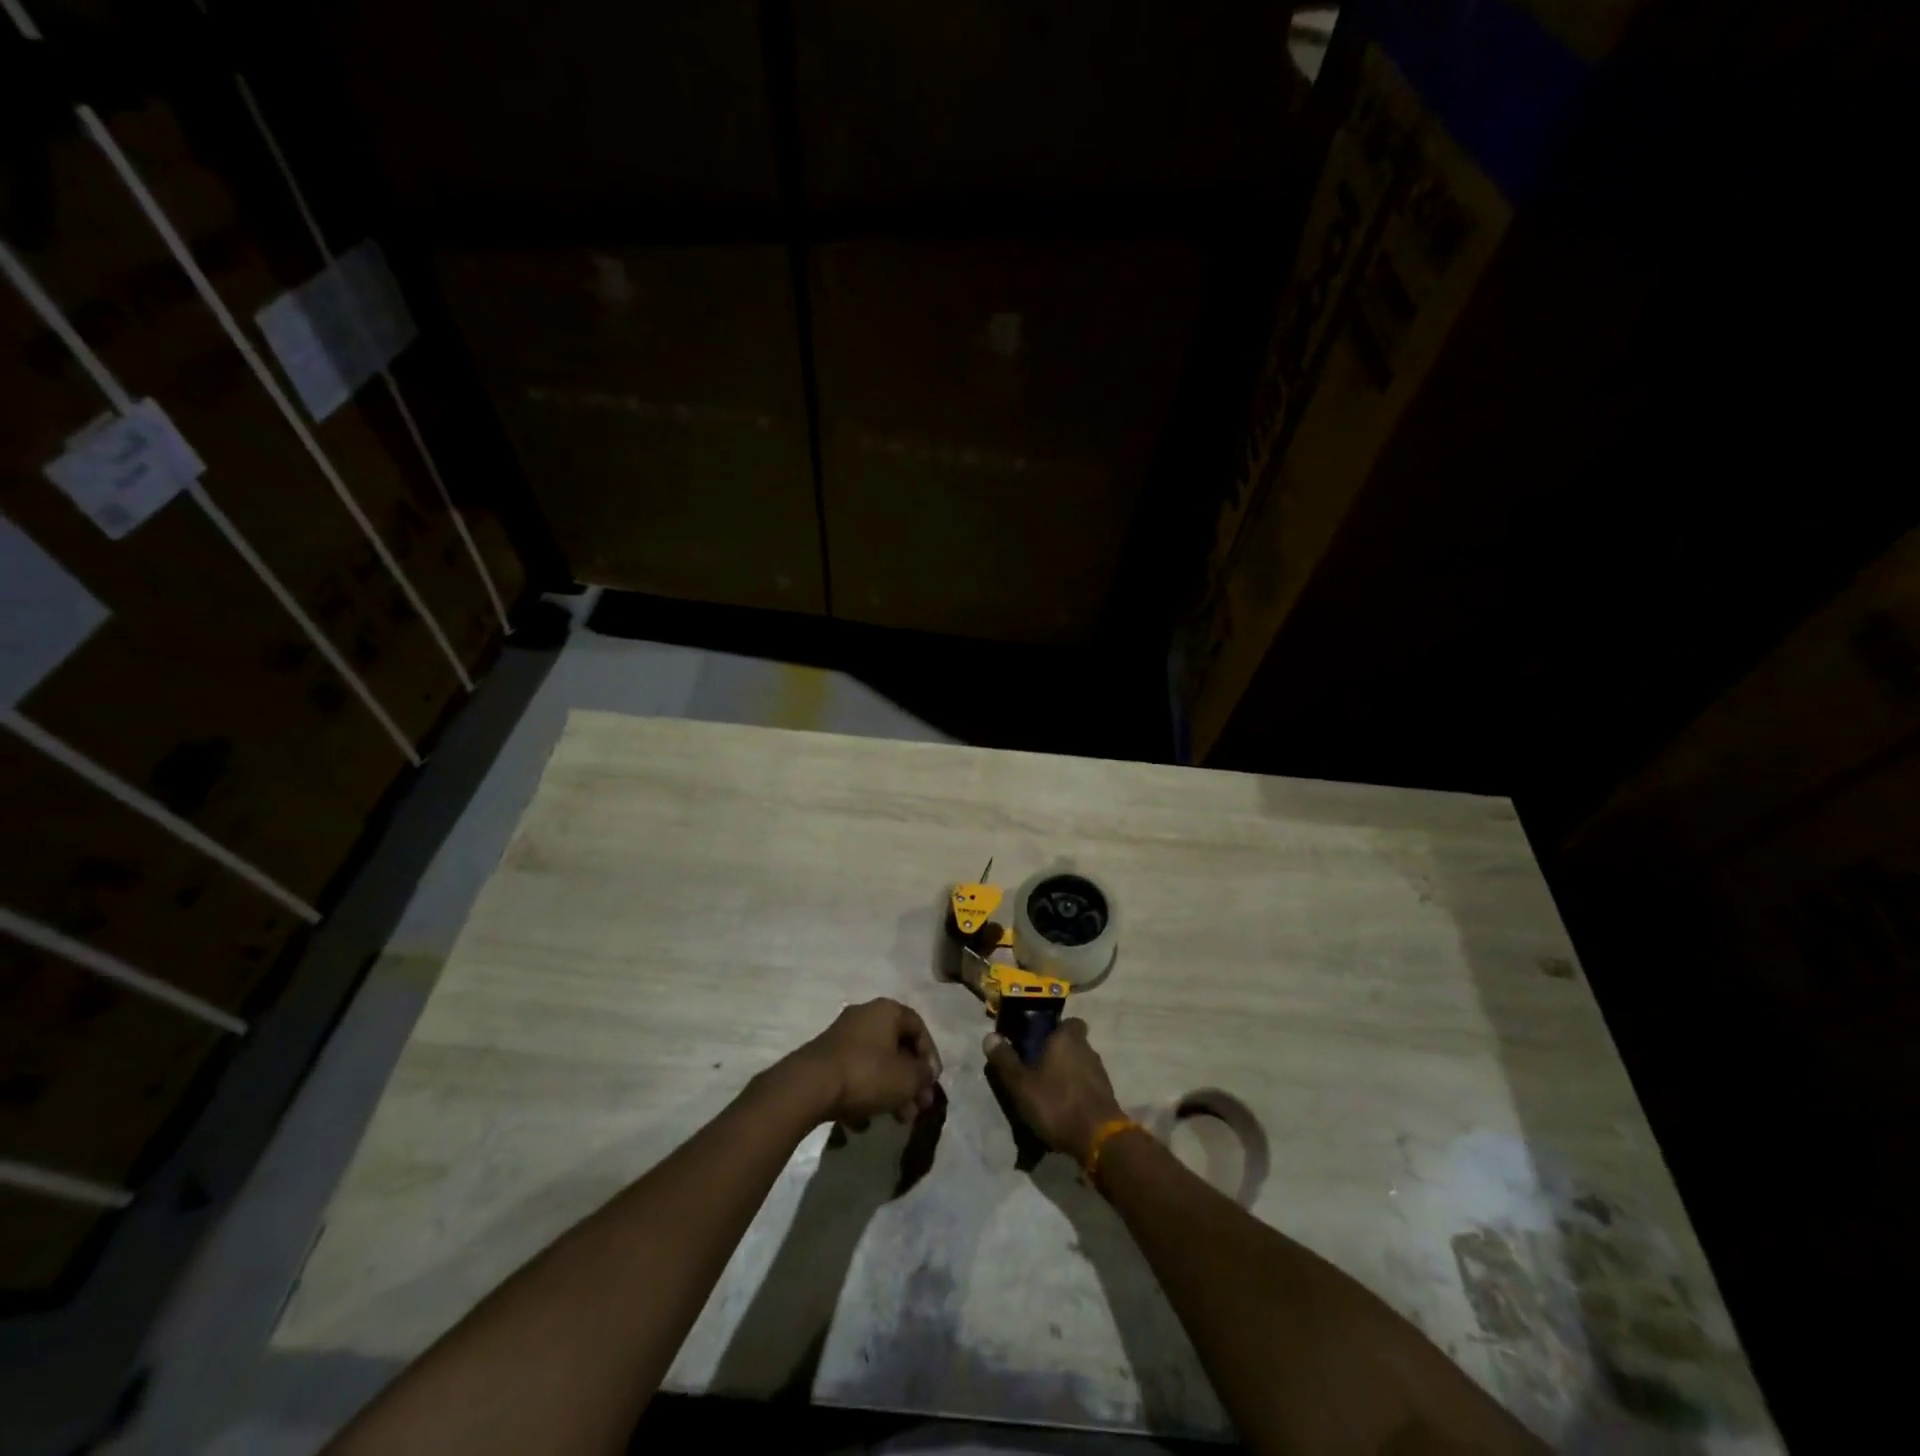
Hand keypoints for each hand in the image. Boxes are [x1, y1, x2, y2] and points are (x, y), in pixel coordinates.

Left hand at [785, 999, 942, 1126]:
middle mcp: (864, 1016)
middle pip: (897, 1047)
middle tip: (918, 1107)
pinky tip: (864, 1122)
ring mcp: (842, 1036)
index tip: (932, 1083)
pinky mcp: (825, 1058)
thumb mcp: (907, 1078)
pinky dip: (864, 1094)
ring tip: (898, 1119)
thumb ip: (923, 1075)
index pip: (918, 1027)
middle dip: (910, 1080)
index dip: (930, 1056)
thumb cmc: (867, 1074)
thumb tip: (926, 1074)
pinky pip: (854, 1074)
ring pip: (876, 1063)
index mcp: (886, 1011)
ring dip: (891, 1091)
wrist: (810, 1086)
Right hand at [982, 1018, 1124, 1162]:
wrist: (1098, 1138)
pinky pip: (1088, 1085)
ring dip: (1068, 1073)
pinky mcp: (1107, 1094)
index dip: (1056, 1029)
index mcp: (1067, 1038)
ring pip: (1081, 1064)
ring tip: (1049, 1092)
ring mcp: (1100, 1072)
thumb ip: (1005, 1060)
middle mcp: (1087, 1049)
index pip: (1069, 1021)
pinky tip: (1064, 1108)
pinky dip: (1077, 1092)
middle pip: (1073, 1043)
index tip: (1040, 1040)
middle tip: (1038, 1069)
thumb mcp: (1021, 1084)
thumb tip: (990, 1036)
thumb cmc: (1056, 1103)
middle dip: (1058, 1053)